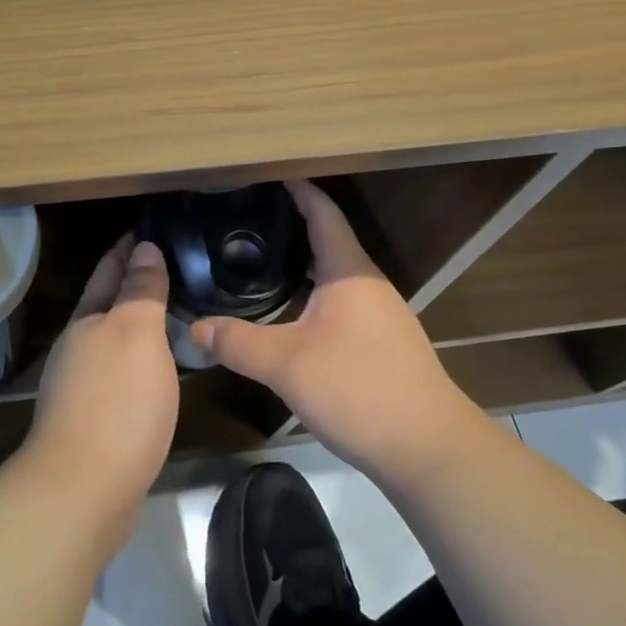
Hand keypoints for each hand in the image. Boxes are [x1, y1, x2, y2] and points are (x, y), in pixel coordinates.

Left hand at [19, 237, 179, 545]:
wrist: (83, 493)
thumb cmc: (116, 402)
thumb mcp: (136, 334)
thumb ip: (140, 290)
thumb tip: (144, 247)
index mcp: (87, 319)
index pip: (109, 269)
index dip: (130, 247)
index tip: (154, 228)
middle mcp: (79, 347)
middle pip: (108, 303)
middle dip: (135, 283)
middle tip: (178, 267)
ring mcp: (82, 386)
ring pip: (115, 340)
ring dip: (140, 324)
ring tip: (177, 313)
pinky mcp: (94, 422)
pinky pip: (122, 374)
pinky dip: (142, 361)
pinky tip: (162, 370)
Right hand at [191, 181, 477, 486]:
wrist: (431, 451)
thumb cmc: (359, 389)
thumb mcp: (287, 365)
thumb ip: (238, 342)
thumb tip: (195, 327)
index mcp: (349, 272)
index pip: (323, 214)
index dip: (298, 190)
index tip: (269, 174)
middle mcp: (368, 284)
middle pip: (329, 240)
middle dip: (292, 225)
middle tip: (249, 219)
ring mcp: (381, 315)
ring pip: (335, 274)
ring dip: (303, 262)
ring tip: (261, 260)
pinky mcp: (384, 343)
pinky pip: (342, 301)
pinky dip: (313, 292)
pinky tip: (291, 312)